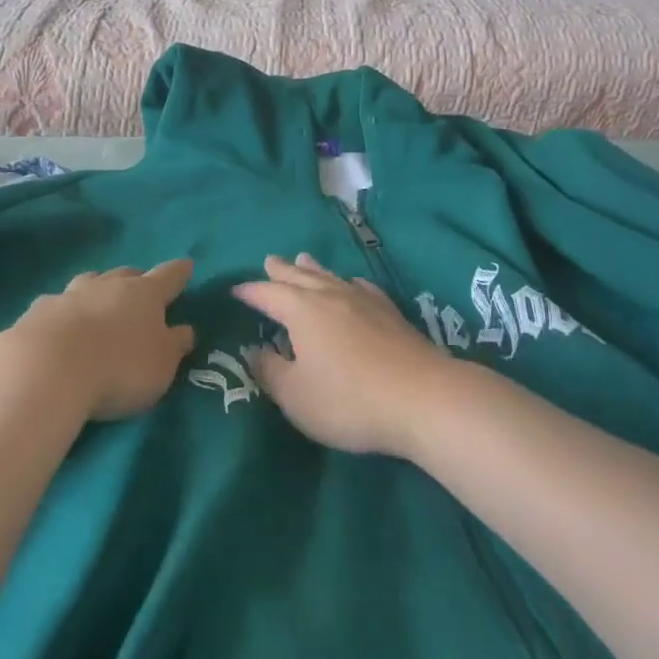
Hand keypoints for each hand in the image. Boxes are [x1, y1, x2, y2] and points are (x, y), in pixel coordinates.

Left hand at [6, 260, 196, 420]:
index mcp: (144, 294)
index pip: (169, 276)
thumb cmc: (119, 367)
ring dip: (98, 291)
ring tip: (99, 304)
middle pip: (126, 274)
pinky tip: (60, 328)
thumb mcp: (161, 365)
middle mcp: (108, 285)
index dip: (179, 272)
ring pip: (90, 283)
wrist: (47, 370)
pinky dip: (65, 313)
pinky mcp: (37, 312)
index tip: (187, 265)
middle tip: (140, 292)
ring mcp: (69, 295)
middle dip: (136, 280)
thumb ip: (174, 345)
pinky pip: (57, 305)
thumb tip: (185, 329)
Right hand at [233, 254, 451, 456]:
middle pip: (300, 276)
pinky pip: (361, 287)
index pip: (268, 294)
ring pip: (331, 276)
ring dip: (312, 269)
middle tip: (269, 260)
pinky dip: (348, 282)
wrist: (423, 397)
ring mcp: (363, 301)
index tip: (236, 290)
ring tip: (303, 259)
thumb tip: (255, 350)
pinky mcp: (390, 313)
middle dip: (281, 270)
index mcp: (301, 311)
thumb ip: (270, 371)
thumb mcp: (296, 396)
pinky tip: (353, 284)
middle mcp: (330, 296)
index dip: (250, 292)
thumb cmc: (349, 400)